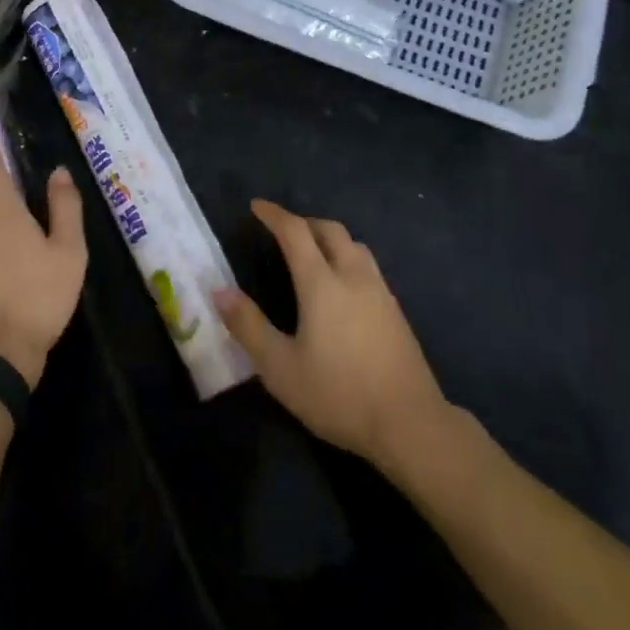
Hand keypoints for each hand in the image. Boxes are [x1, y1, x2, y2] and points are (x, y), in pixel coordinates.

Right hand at [215, 199, 447, 472]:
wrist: (410, 423)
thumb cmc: (339, 394)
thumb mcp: (281, 368)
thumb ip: (249, 326)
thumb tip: (219, 290)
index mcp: (322, 282)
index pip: (295, 231)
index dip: (274, 215)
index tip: (256, 206)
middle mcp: (352, 275)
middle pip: (329, 229)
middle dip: (304, 221)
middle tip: (283, 229)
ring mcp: (379, 290)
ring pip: (353, 244)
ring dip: (329, 237)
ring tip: (313, 250)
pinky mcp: (396, 310)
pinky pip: (367, 265)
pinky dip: (348, 257)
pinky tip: (343, 284)